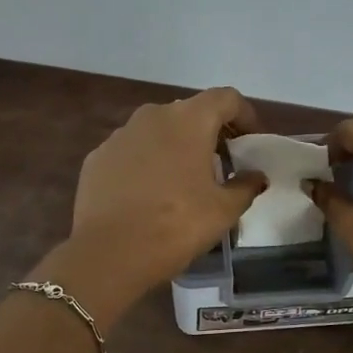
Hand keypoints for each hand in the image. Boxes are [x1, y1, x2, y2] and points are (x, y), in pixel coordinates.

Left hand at [67, 87, 268, 294]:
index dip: (244, 115)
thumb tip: (255, 176)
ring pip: (158, 131)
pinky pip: (131, 152)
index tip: (250, 142)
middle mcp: (152, 116)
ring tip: (184, 182)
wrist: (108, 253)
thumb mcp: (223, 211)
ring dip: (176, 147)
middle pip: (190, 112)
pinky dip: (146, 164)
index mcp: (188, 120)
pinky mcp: (97, 157)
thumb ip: (245, 186)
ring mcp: (120, 135)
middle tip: (222, 166)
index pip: (226, 98)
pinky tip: (149, 195)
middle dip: (210, 133)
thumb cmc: (175, 225)